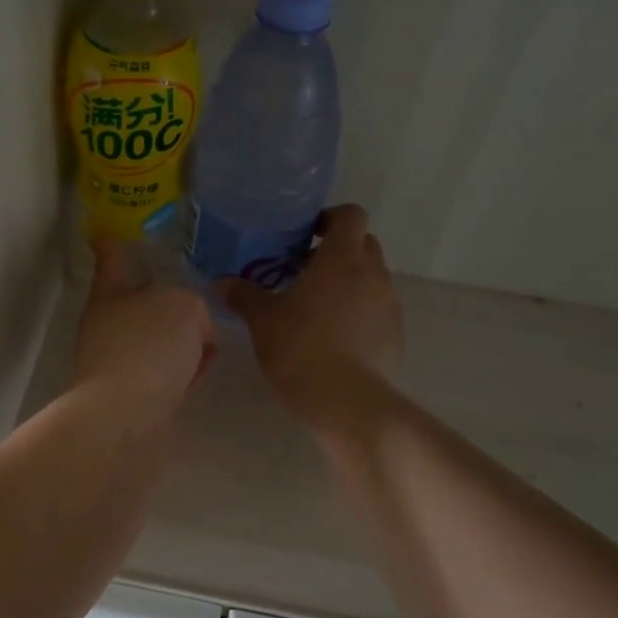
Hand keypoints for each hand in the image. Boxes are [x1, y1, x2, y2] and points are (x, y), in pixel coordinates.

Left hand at [73, 239, 215, 416]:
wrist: (127, 414)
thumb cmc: (149, 346)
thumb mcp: (183, 306)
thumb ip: (190, 307)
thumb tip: (191, 333)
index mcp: (111, 294)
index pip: (112, 260)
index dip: (111, 245)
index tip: (103, 234)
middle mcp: (109, 326)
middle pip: (137, 305)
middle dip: (163, 304)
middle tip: (196, 304)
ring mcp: (118, 362)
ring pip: (152, 342)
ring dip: (177, 342)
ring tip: (208, 343)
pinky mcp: (132, 396)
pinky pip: (162, 374)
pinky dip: (180, 371)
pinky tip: (201, 369)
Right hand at [222, 203, 402, 427]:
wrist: (347, 402)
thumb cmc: (300, 348)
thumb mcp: (262, 321)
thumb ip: (243, 295)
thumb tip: (221, 283)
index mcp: (342, 258)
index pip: (351, 215)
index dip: (330, 218)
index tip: (306, 236)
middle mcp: (373, 273)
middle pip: (363, 244)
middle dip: (338, 251)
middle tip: (304, 271)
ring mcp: (389, 305)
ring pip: (372, 278)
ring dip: (349, 283)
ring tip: (317, 308)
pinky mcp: (396, 335)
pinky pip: (378, 310)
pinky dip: (360, 313)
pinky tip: (335, 338)